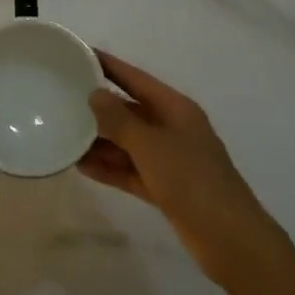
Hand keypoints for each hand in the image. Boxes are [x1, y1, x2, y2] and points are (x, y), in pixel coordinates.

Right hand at [81, 52, 283, 286]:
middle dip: (99, 106)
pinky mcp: (165, 188)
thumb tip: (94, 94)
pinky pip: (131, 170)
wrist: (232, 241)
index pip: (135, 78)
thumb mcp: (152, 146)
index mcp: (175, 108)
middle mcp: (172, 128)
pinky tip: (81, 166)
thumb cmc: (192, 181)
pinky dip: (110, 168)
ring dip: (100, 140)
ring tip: (64, 133)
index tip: (79, 54)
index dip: (108, 65)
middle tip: (62, 97)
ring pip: (128, 142)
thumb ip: (120, 120)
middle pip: (130, 109)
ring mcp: (169, 159)